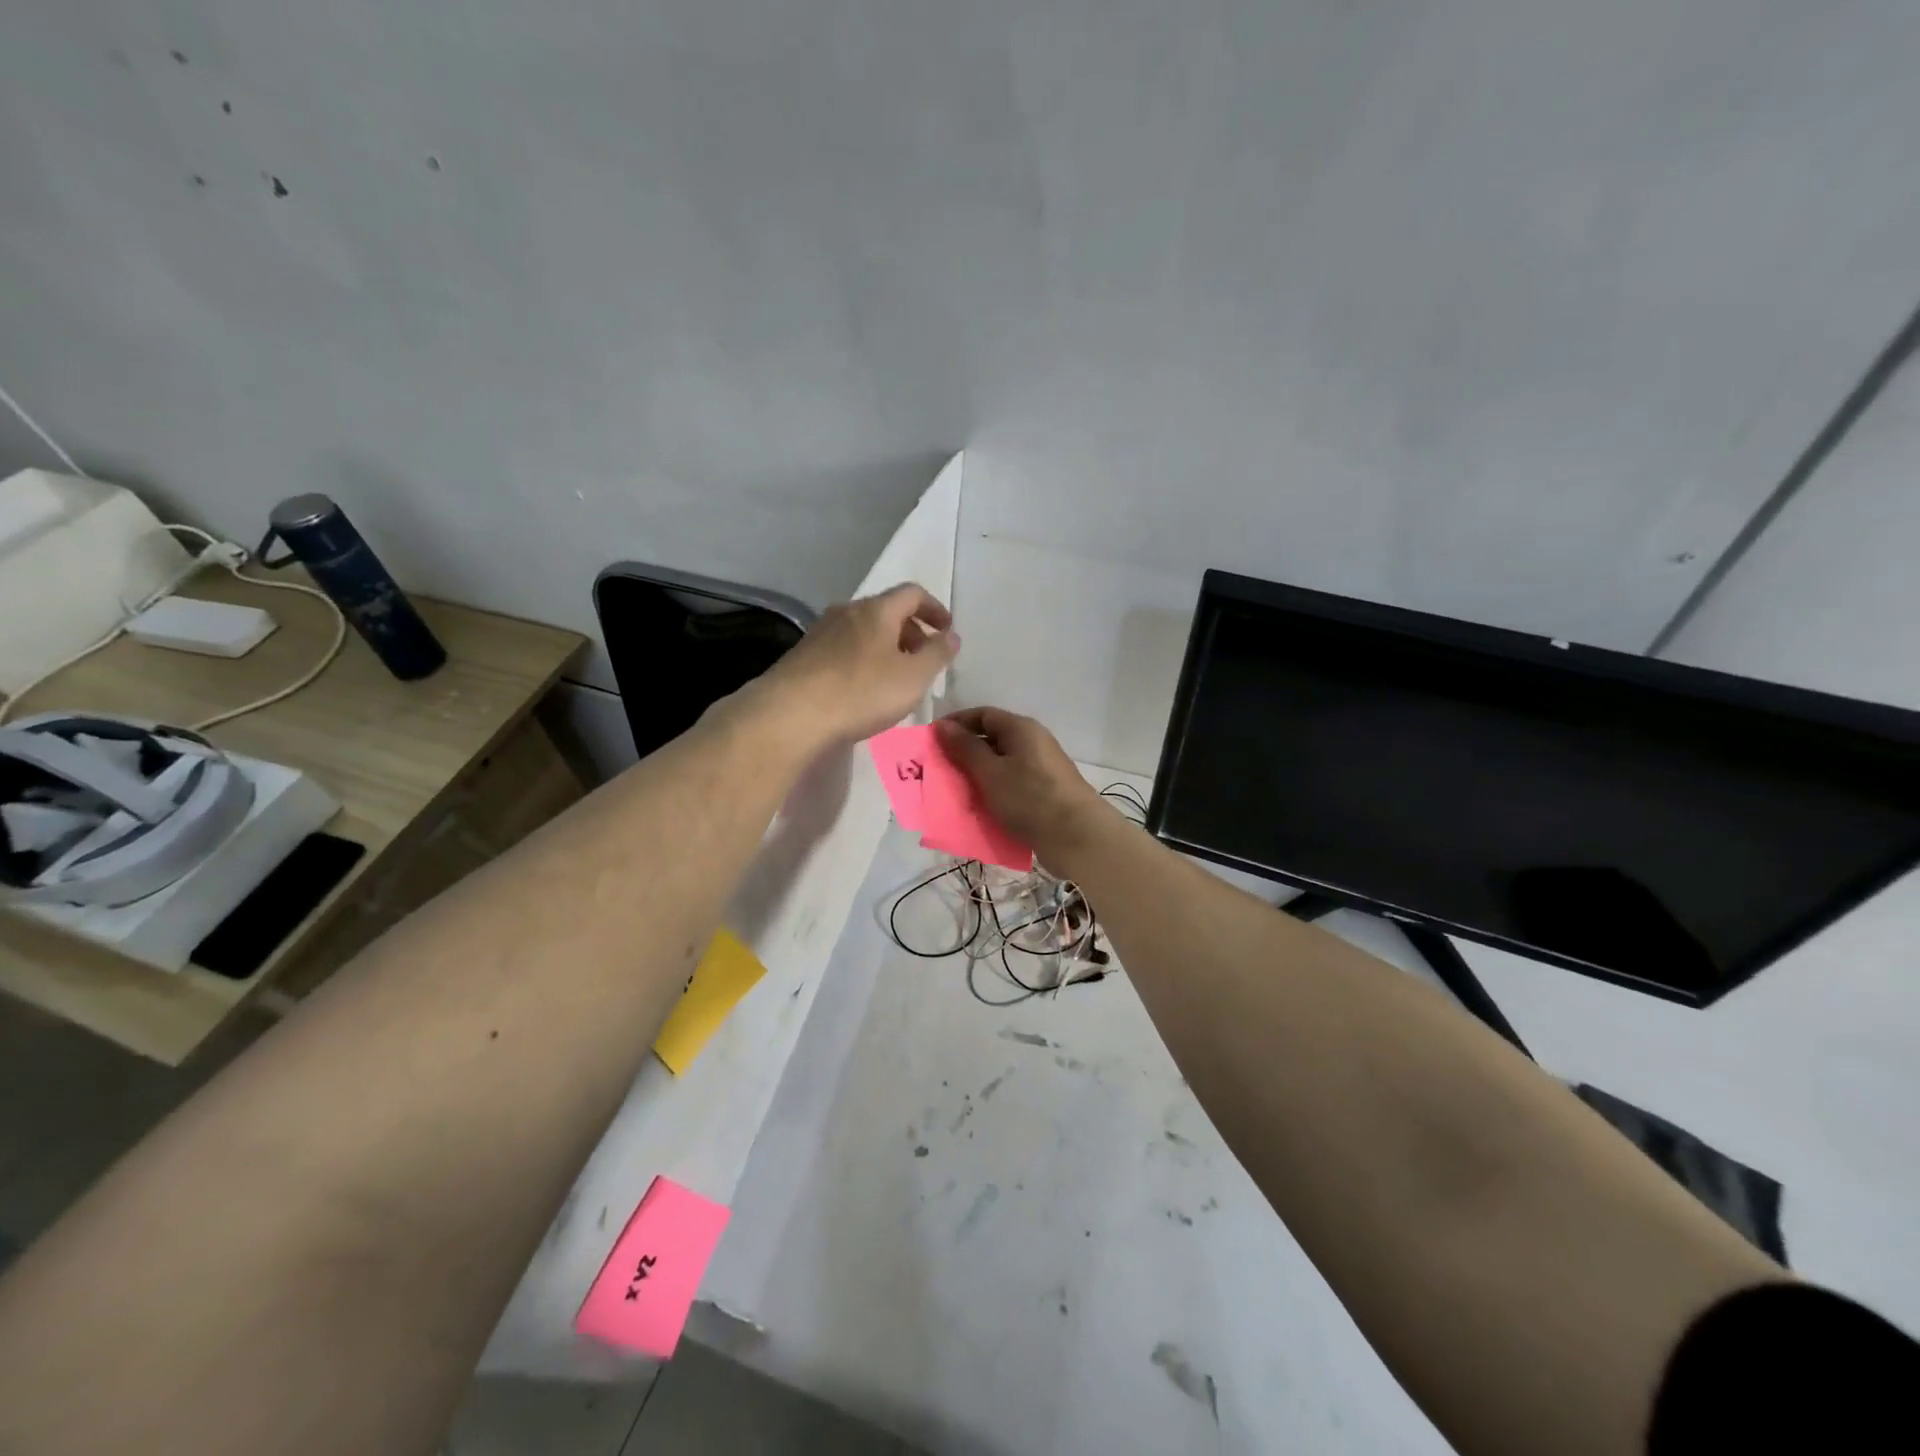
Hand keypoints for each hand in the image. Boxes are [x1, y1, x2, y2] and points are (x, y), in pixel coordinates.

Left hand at [753, 583, 959, 746]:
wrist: (791, 714)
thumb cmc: (861, 692)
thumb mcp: (913, 677)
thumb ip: (937, 654)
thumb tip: (951, 636)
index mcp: (877, 610)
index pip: (912, 593)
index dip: (934, 608)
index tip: (946, 630)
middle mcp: (847, 611)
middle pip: (886, 611)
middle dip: (910, 630)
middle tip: (923, 659)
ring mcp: (821, 632)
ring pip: (863, 630)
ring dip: (885, 646)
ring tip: (895, 676)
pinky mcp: (803, 655)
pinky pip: (843, 648)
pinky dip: (862, 659)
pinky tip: (862, 688)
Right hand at [934, 707, 1114, 868]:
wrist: (1077, 837)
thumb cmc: (1030, 798)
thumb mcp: (990, 772)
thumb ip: (965, 748)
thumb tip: (944, 725)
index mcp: (1021, 729)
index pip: (982, 715)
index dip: (956, 724)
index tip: (931, 740)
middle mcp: (1033, 743)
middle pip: (991, 740)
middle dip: (963, 754)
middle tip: (938, 771)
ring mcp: (1040, 769)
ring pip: (1000, 766)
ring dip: (976, 777)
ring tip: (954, 793)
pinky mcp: (1043, 793)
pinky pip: (1010, 786)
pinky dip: (992, 793)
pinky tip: (978, 809)